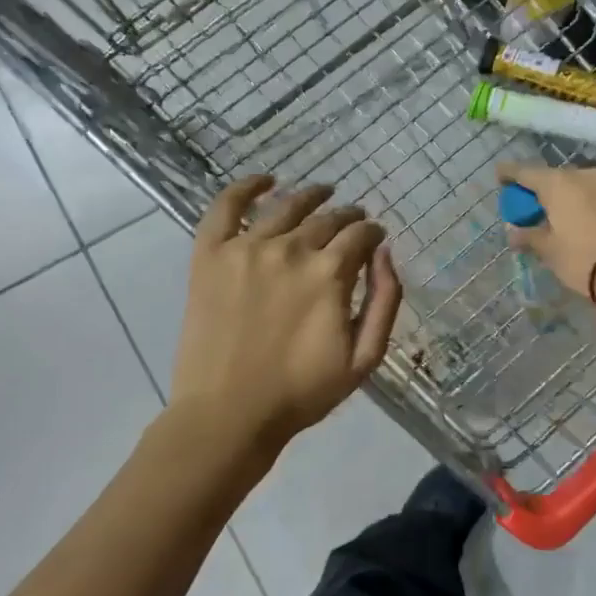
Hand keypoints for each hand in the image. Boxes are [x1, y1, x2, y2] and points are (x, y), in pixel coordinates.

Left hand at [168, 176, 402, 456]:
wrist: (228, 415)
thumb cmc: (302, 392)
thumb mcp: (364, 357)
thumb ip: (385, 300)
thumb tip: (385, 252)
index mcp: (329, 274)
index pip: (360, 235)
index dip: (373, 233)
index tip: (376, 237)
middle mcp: (290, 250)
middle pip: (327, 218)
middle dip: (348, 216)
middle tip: (354, 221)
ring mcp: (246, 248)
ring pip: (286, 206)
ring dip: (311, 196)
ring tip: (323, 193)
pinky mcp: (210, 255)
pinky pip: (226, 207)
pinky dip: (246, 187)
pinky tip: (265, 181)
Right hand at [495, 161, 595, 306]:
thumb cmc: (580, 257)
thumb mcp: (548, 249)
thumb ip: (527, 236)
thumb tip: (512, 232)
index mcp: (556, 182)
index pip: (525, 171)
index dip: (509, 173)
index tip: (499, 176)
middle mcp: (579, 175)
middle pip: (549, 176)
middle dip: (535, 188)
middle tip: (524, 204)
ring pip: (570, 184)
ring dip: (556, 195)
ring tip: (545, 214)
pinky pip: (585, 194)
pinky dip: (572, 202)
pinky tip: (566, 217)